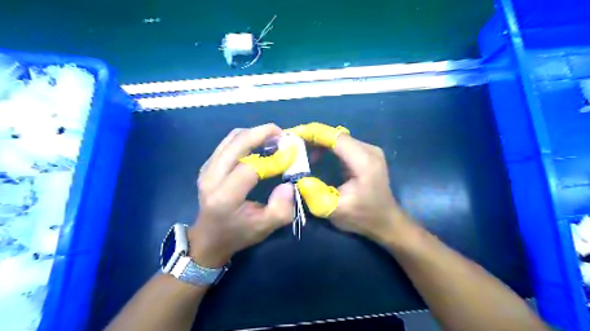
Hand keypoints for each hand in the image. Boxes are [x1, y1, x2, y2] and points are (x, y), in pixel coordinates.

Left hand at [191, 125, 295, 267]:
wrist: (208, 238)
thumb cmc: (237, 234)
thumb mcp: (264, 228)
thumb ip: (281, 209)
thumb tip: (289, 184)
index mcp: (225, 197)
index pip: (250, 168)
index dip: (274, 159)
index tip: (292, 155)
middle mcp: (211, 177)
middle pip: (238, 142)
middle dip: (263, 133)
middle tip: (283, 134)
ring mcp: (207, 168)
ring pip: (232, 138)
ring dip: (255, 134)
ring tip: (274, 138)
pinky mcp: (208, 165)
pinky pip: (228, 143)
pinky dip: (246, 139)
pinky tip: (259, 145)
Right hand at [287, 122, 411, 244]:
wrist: (386, 222)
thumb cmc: (363, 217)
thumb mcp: (335, 210)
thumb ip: (314, 194)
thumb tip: (297, 177)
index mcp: (364, 161)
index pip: (336, 137)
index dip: (313, 133)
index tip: (292, 134)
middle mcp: (369, 150)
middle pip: (336, 135)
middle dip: (312, 137)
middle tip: (291, 143)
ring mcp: (369, 151)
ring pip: (338, 139)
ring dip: (318, 142)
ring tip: (300, 151)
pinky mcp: (366, 155)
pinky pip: (343, 145)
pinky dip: (327, 148)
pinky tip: (315, 156)